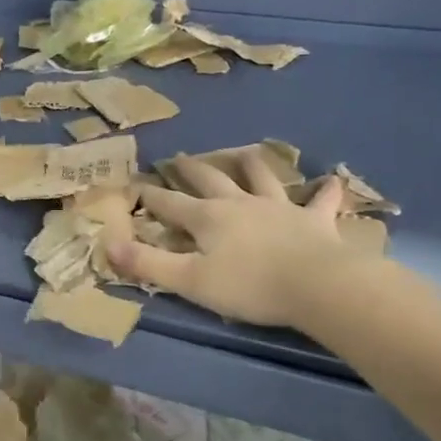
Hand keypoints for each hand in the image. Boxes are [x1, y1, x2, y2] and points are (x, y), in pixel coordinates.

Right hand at [106, 151, 351, 327]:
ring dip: (251, 165)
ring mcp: (279, 208)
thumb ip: (148, 264)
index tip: (134, 185)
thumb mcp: (189, 281)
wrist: (316, 285)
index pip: (170, 203)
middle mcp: (240, 203)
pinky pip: (321, 201)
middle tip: (181, 158)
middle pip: (211, 180)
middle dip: (192, 170)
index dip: (150, 196)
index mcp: (208, 218)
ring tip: (245, 154)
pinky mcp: (314, 220)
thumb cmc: (249, 286)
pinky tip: (333, 180)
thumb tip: (108, 245)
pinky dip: (326, 191)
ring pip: (262, 178)